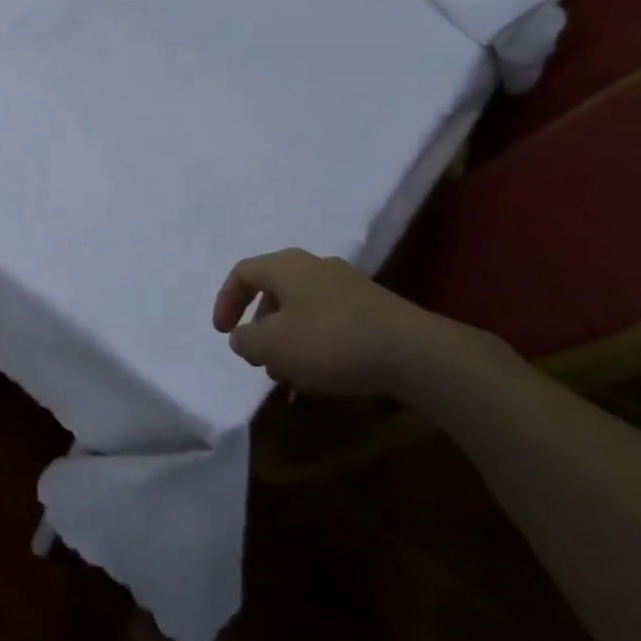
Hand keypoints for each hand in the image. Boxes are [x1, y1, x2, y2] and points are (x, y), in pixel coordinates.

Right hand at [212, 248, 500, 398]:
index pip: (242, 273)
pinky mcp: (375, 309)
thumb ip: (247, 340)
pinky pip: (330, 321)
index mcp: (286, 266)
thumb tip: (243, 336)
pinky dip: (316, 344)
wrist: (418, 354)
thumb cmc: (331, 342)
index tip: (223, 334)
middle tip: (257, 358)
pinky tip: (323, 374)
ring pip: (303, 309)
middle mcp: (316, 267)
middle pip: (274, 291)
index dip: (226, 302)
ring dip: (288, 339)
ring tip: (289, 375)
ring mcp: (349, 286)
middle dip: (260, 326)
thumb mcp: (273, 346)